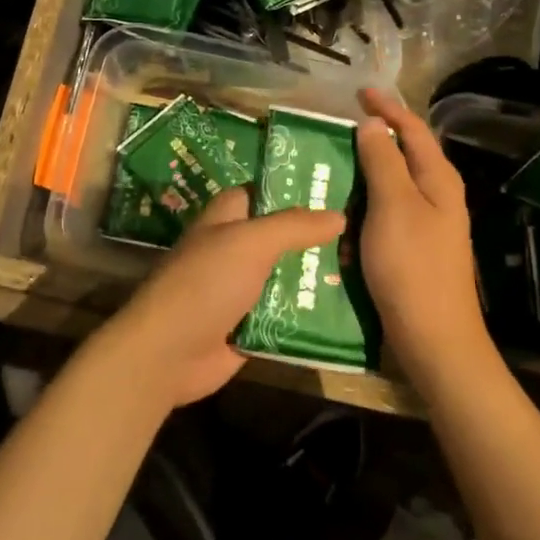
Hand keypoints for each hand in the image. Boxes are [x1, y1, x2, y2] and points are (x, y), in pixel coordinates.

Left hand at [96, 188, 345, 409]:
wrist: (168, 353)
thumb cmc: (205, 283)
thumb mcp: (250, 242)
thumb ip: (294, 226)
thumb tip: (339, 214)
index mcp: (228, 217)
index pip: (266, 191)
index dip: (298, 186)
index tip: (341, 185)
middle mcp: (236, 248)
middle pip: (284, 235)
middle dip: (320, 235)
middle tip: (370, 231)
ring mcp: (244, 288)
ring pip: (290, 274)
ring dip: (320, 274)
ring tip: (371, 266)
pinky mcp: (253, 324)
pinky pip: (289, 312)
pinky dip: (313, 310)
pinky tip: (353, 305)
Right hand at [354, 88, 493, 380]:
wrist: (434, 337)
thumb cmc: (413, 266)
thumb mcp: (394, 205)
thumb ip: (383, 161)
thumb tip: (372, 124)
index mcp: (438, 179)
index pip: (413, 129)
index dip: (387, 107)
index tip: (359, 92)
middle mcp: (437, 196)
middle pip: (405, 154)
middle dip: (374, 138)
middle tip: (338, 128)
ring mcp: (427, 224)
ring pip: (393, 184)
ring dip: (366, 171)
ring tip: (334, 163)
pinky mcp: (413, 247)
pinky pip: (386, 212)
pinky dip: (365, 203)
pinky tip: (343, 209)